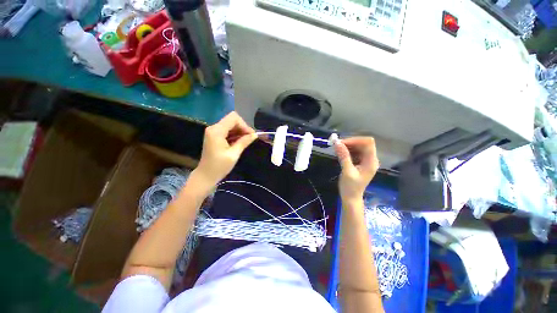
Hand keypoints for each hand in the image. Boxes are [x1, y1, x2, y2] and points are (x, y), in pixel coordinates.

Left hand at [195, 112, 256, 186]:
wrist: (206, 175)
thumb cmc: (219, 167)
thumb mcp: (234, 154)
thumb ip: (244, 142)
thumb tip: (255, 135)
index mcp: (216, 131)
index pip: (233, 118)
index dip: (244, 125)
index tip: (251, 135)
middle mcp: (213, 128)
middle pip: (232, 120)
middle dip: (243, 128)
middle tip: (250, 139)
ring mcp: (213, 131)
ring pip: (230, 125)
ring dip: (239, 132)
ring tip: (246, 142)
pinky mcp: (214, 136)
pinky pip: (227, 130)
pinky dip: (234, 135)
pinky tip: (239, 143)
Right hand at [335, 137, 379, 203]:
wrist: (351, 198)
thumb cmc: (350, 187)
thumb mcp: (347, 171)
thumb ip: (343, 156)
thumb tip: (337, 143)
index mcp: (371, 161)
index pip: (368, 143)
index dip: (355, 140)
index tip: (342, 143)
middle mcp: (370, 159)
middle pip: (363, 144)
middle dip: (350, 142)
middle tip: (337, 145)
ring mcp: (365, 161)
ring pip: (358, 147)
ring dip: (348, 146)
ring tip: (337, 149)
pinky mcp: (360, 162)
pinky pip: (355, 152)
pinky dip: (347, 150)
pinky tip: (340, 153)